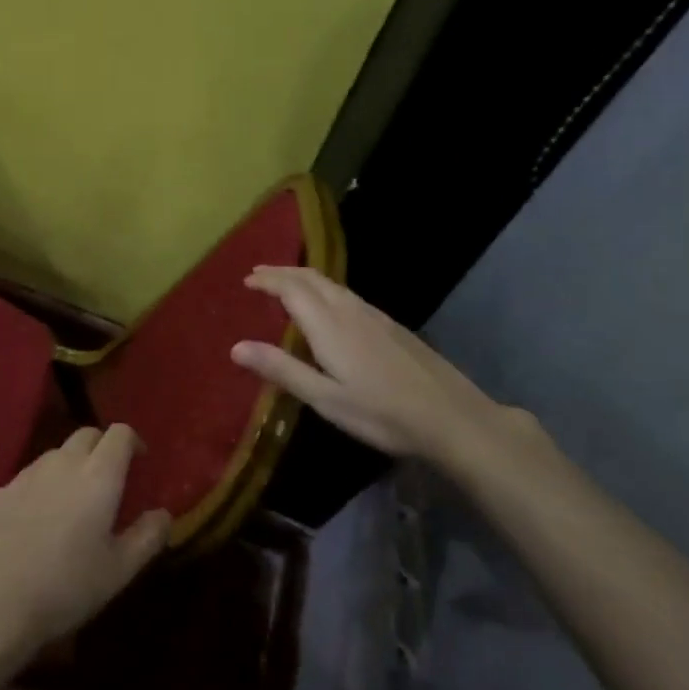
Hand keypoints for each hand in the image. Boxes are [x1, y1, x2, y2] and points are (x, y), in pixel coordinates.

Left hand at [0, 425, 171, 666]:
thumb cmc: (66, 587)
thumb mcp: (119, 571)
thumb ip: (147, 536)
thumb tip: (163, 514)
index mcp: (98, 476)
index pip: (119, 434)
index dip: (133, 441)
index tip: (140, 460)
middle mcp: (62, 463)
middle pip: (87, 435)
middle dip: (102, 447)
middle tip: (110, 478)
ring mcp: (26, 474)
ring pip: (56, 454)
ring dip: (72, 465)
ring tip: (75, 501)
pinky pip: (29, 477)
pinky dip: (43, 487)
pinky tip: (39, 521)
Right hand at [230, 266, 526, 473]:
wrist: (452, 417)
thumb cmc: (382, 413)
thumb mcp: (325, 398)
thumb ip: (282, 370)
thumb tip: (235, 347)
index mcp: (330, 326)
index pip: (292, 289)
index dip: (267, 281)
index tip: (245, 280)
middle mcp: (351, 311)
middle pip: (312, 278)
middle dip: (283, 272)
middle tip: (258, 275)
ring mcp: (375, 317)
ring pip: (333, 284)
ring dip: (304, 278)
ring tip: (286, 284)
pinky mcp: (392, 327)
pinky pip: (348, 295)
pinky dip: (325, 290)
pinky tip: (328, 307)